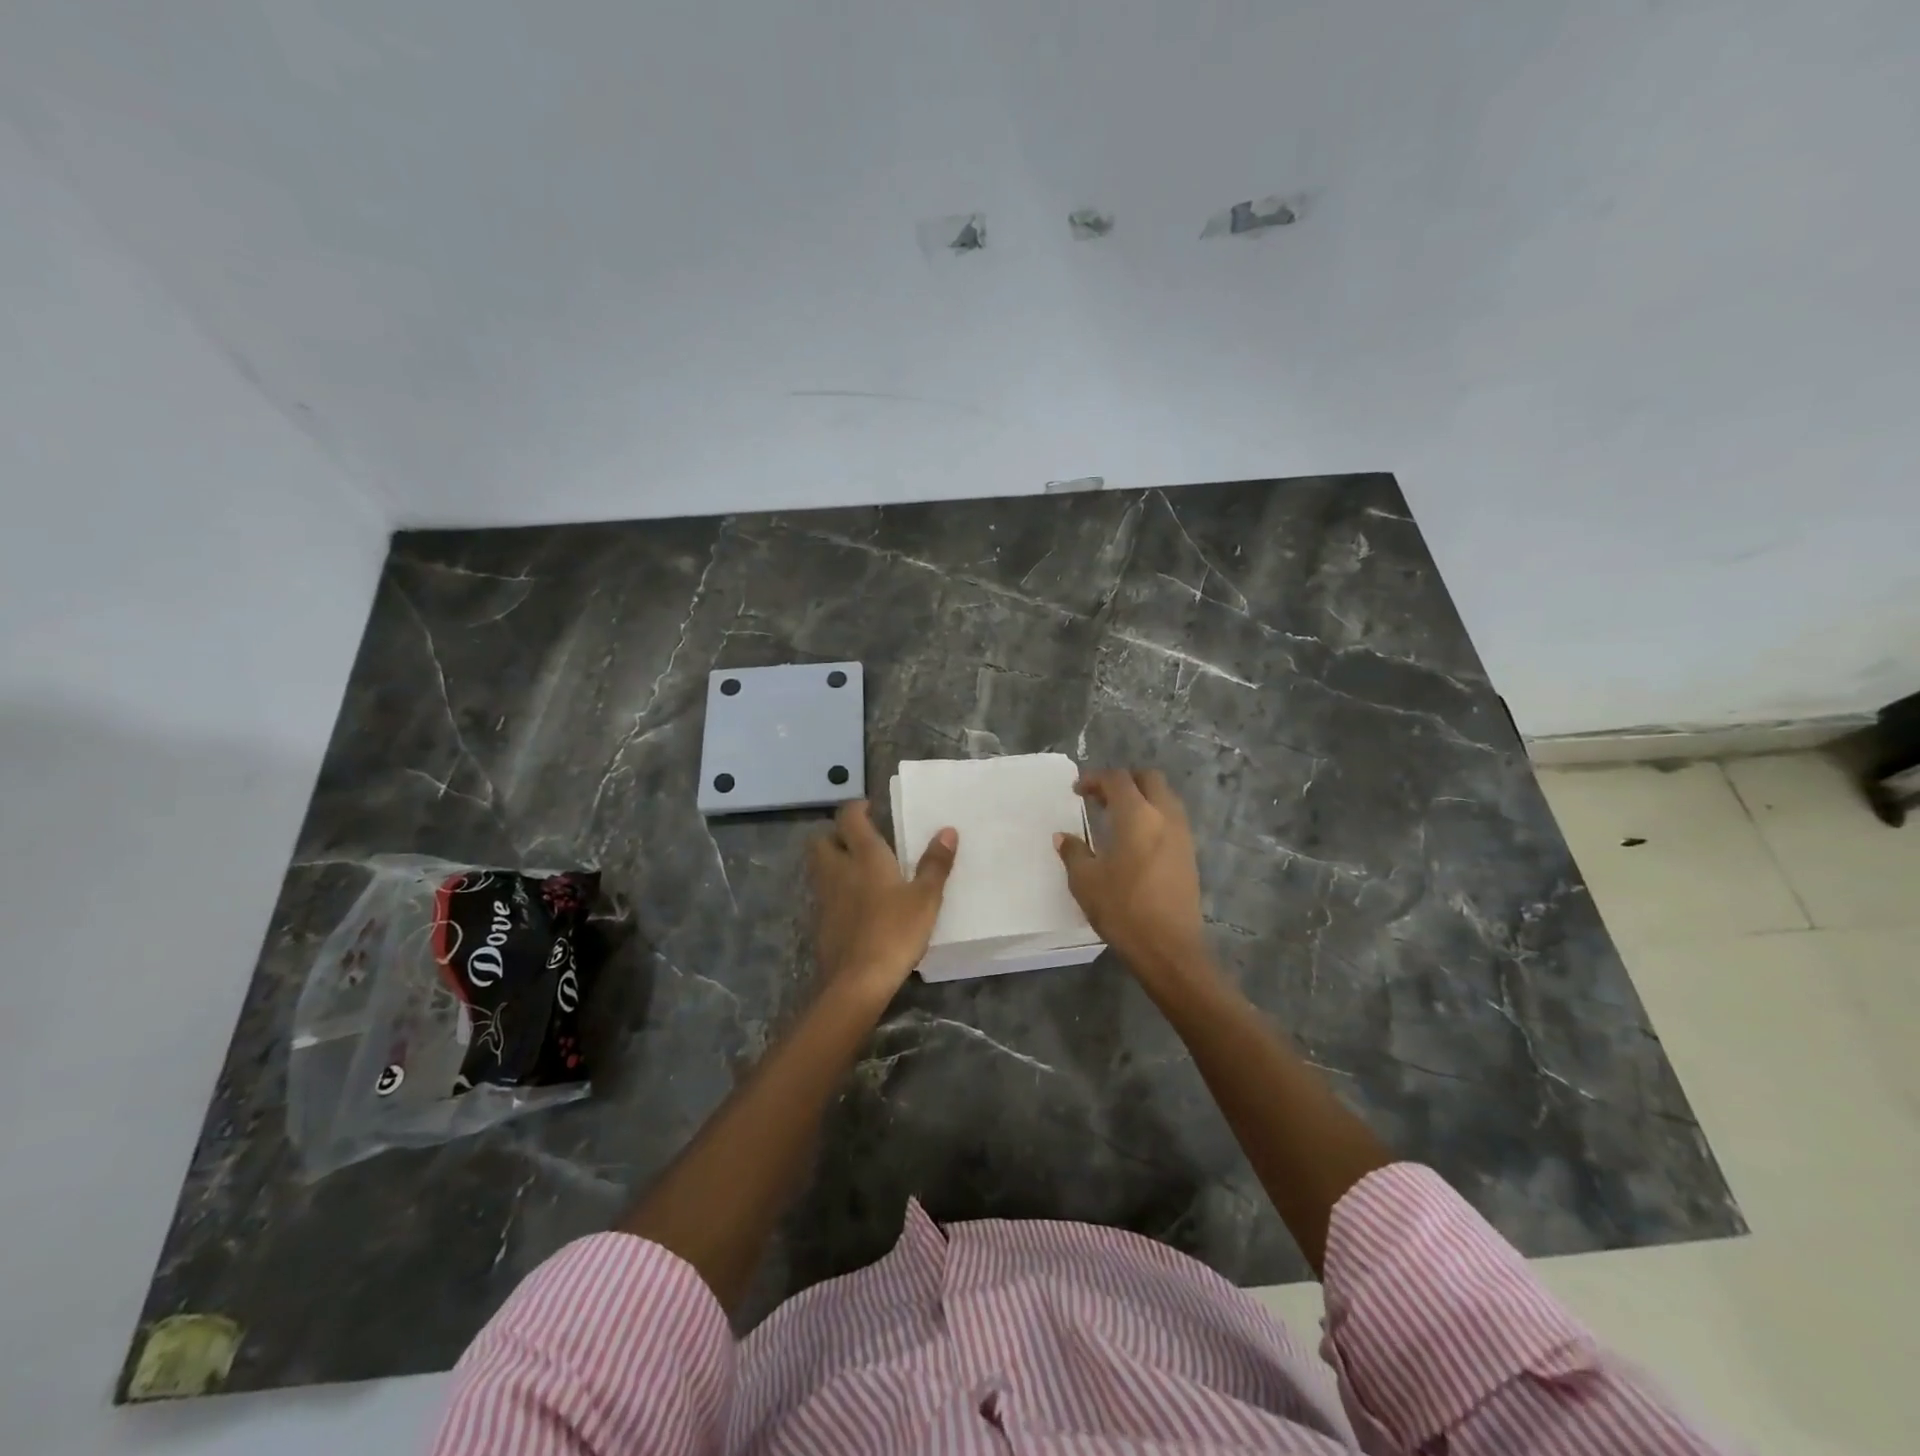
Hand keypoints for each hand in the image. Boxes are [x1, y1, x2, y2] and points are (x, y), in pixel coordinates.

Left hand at [808, 801, 957, 1003]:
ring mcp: (825, 897)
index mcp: (864, 856)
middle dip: (835, 834)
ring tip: (859, 869)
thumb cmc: (895, 932)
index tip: (870, 808)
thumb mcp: (925, 898)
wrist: (857, 981)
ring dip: (833, 861)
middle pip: (821, 840)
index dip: (856, 808)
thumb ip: (935, 864)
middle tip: (859, 840)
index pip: (849, 818)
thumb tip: (948, 830)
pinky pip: (823, 894)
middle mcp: (838, 870)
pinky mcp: (820, 922)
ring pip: (819, 867)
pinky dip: (835, 890)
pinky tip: (855, 904)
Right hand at [1056, 769, 1211, 987]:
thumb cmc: (1123, 909)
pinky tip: (1135, 840)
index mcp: (1137, 816)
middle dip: (1123, 781)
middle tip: (1100, 798)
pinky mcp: (1189, 854)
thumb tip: (1064, 837)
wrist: (1169, 948)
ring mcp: (1182, 835)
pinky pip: (1171, 819)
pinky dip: (1153, 817)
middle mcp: (1164, 816)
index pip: (1117, 779)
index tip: (1077, 790)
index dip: (1095, 779)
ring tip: (1116, 818)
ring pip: (1164, 797)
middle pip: (1149, 779)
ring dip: (1141, 798)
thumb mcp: (1086, 881)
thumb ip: (1073, 853)